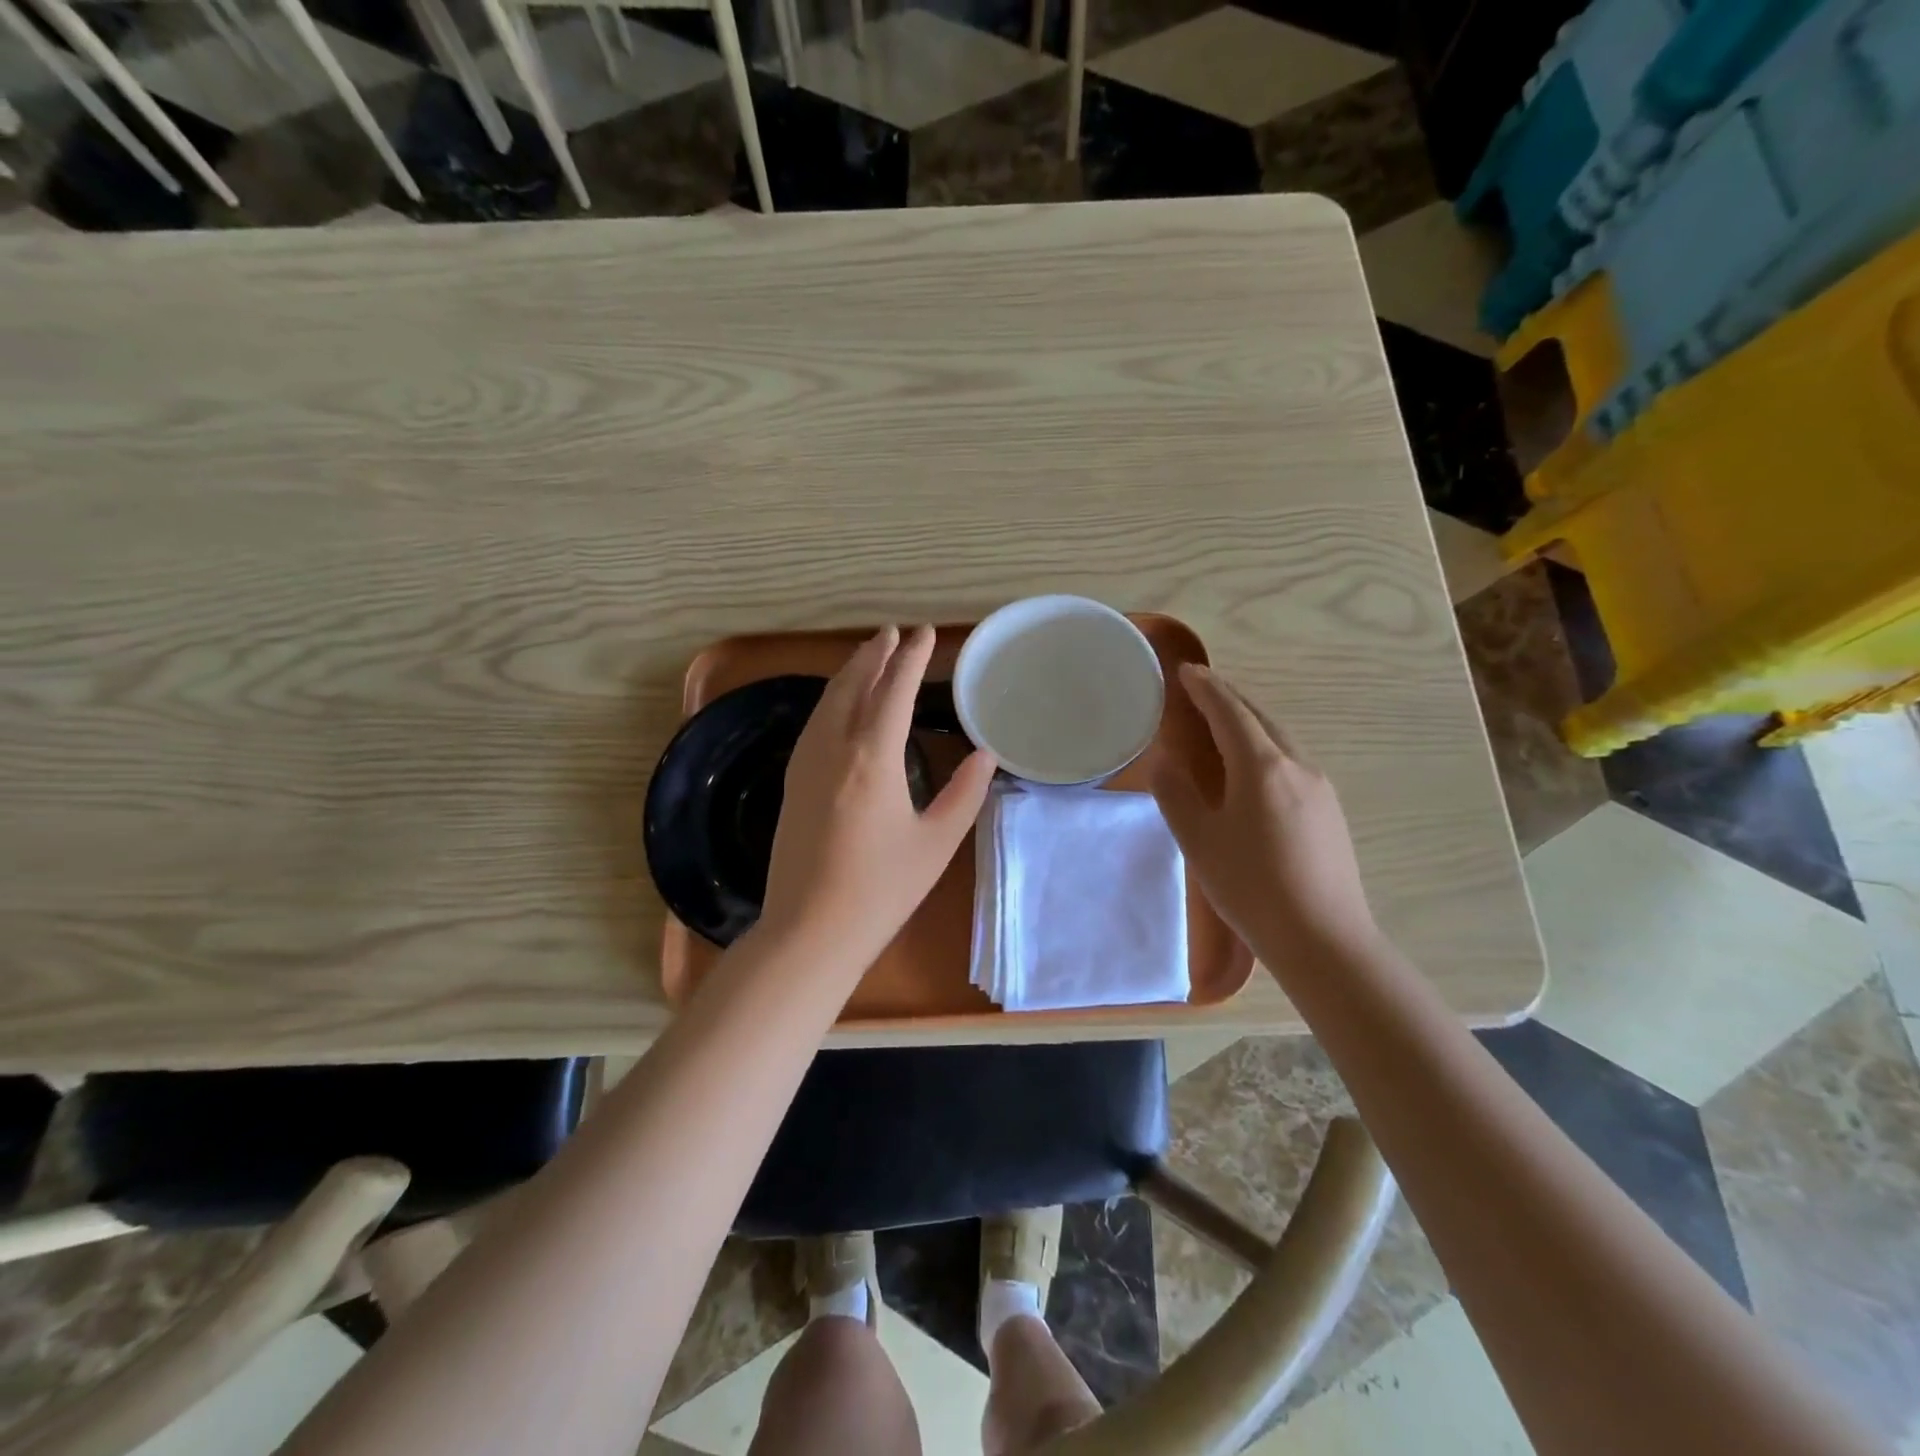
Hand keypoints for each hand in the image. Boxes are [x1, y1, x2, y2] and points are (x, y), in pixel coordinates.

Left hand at [758, 625, 996, 978]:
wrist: (810, 931)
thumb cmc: (881, 890)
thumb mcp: (936, 843)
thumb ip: (964, 793)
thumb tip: (985, 754)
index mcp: (873, 759)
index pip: (894, 692)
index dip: (912, 659)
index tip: (925, 633)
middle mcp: (834, 749)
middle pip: (854, 686)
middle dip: (875, 655)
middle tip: (894, 633)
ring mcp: (807, 764)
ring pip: (828, 701)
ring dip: (850, 672)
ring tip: (869, 654)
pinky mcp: (793, 782)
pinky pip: (815, 723)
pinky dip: (832, 699)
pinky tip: (839, 703)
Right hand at [1149, 663, 1377, 965]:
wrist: (1323, 939)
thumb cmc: (1251, 887)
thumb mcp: (1199, 842)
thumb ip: (1176, 796)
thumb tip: (1164, 763)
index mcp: (1261, 767)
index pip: (1230, 712)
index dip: (1206, 688)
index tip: (1187, 670)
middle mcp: (1297, 765)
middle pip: (1261, 717)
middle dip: (1231, 698)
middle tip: (1203, 688)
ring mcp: (1320, 788)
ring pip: (1281, 738)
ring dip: (1251, 721)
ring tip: (1225, 722)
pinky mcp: (1330, 811)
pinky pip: (1293, 760)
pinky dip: (1267, 746)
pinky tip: (1255, 767)